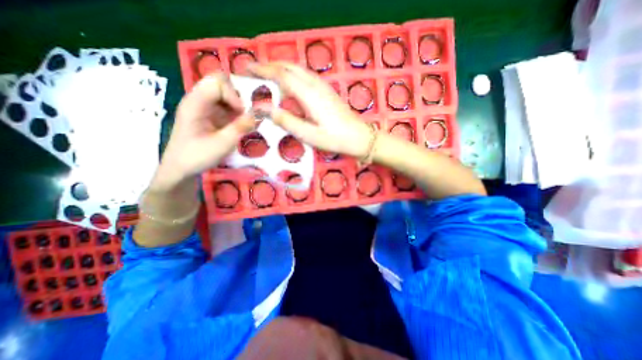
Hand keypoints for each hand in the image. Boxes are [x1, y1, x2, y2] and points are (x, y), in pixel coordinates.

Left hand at [154, 74, 255, 188]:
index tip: (242, 114)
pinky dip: (236, 112)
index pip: (217, 83)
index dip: (233, 95)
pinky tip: (239, 125)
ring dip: (238, 105)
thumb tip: (259, 114)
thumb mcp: (222, 144)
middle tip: (245, 114)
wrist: (181, 169)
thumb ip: (241, 127)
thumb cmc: (197, 157)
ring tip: (244, 121)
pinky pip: (226, 105)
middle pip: (221, 83)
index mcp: (195, 103)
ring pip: (225, 93)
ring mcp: (204, 107)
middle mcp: (198, 100)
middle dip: (237, 96)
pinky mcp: (209, 115)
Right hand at [249, 62, 374, 158]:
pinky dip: (292, 74)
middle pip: (289, 67)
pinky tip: (289, 83)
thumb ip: (286, 121)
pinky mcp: (328, 91)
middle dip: (270, 66)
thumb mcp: (309, 135)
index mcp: (309, 95)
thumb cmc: (335, 139)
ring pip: (298, 69)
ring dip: (281, 68)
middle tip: (254, 71)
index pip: (281, 75)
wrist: (360, 138)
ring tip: (267, 75)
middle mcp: (316, 85)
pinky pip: (306, 76)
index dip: (263, 70)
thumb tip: (262, 108)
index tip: (247, 69)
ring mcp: (323, 87)